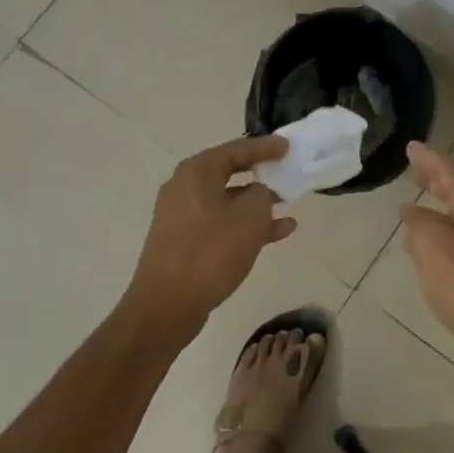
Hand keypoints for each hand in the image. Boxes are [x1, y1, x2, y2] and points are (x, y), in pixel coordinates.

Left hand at [125, 135, 296, 339]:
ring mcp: (182, 215)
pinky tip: (277, 233)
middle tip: (286, 172)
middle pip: (230, 172)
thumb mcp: (250, 217)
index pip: (237, 149)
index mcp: (197, 172)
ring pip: (228, 201)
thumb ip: (262, 195)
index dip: (265, 147)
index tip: (287, 147)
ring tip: (288, 207)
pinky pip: (221, 223)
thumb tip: (259, 193)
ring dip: (257, 203)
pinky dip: (245, 225)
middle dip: (261, 174)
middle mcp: (185, 187)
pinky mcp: (184, 240)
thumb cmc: (210, 252)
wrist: (166, 306)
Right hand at [400, 142, 453, 391]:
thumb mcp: (432, 248)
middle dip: (436, 178)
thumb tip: (413, 211)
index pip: (451, 173)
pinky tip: (431, 246)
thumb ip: (419, 225)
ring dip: (440, 206)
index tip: (411, 147)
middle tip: (415, 166)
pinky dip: (444, 231)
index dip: (429, 159)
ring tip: (417, 203)